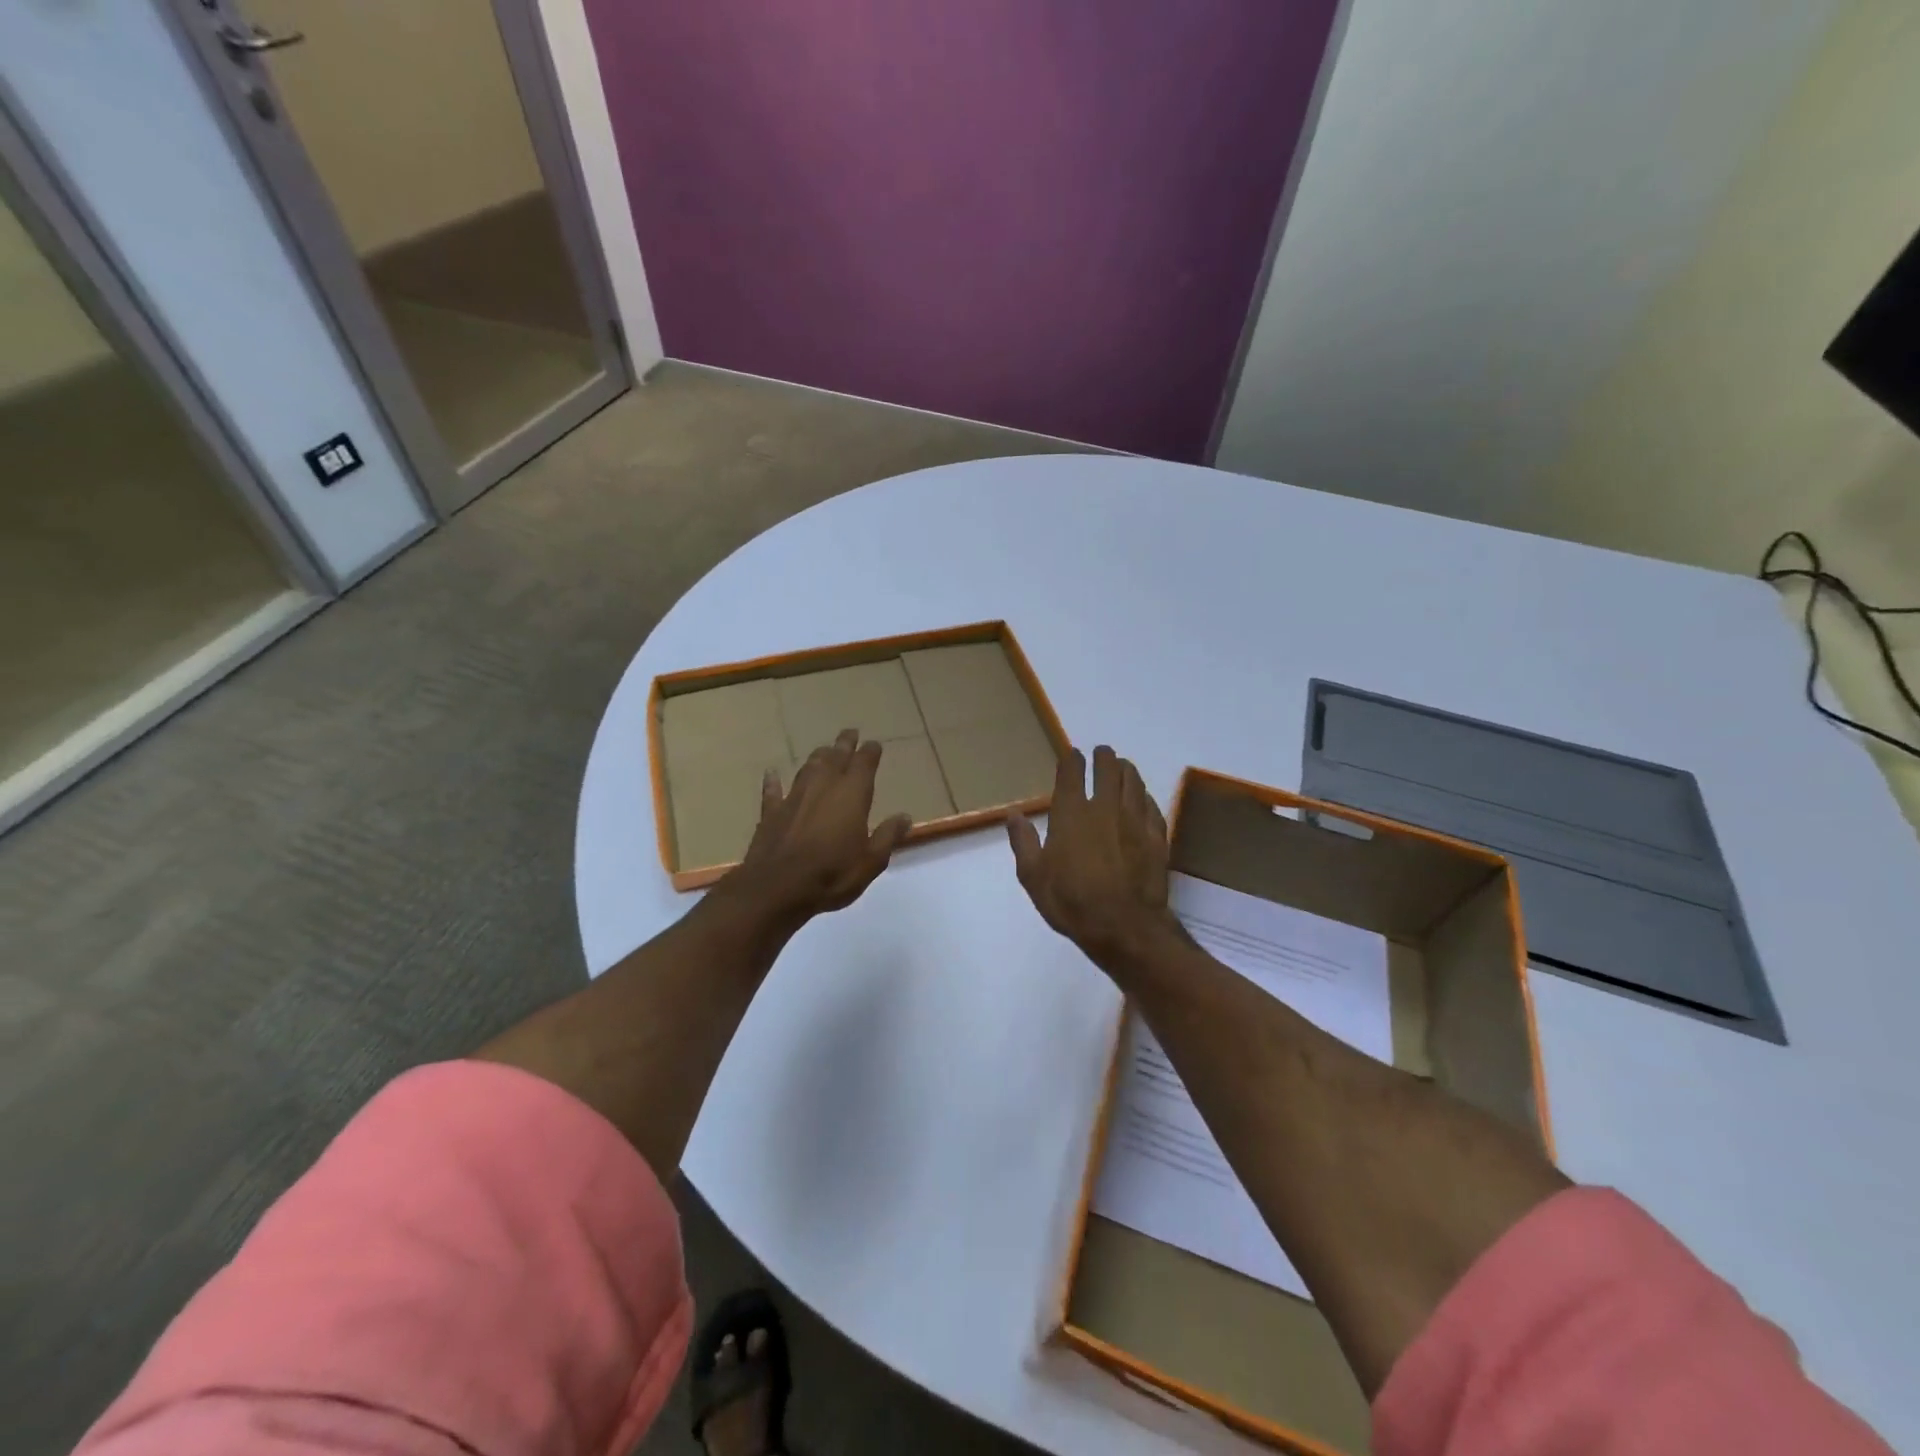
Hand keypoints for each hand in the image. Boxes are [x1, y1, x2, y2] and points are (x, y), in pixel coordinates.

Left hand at [725, 729, 911, 922]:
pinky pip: (773, 790)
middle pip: (836, 757)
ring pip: (808, 767)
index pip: (864, 764)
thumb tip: (904, 817)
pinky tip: (772, 774)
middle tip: (850, 732)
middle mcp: (823, 786)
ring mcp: (794, 796)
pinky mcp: (771, 812)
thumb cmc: (832, 874)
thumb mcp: (871, 861)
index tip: (874, 744)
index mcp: (852, 794)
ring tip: (824, 749)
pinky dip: (773, 781)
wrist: (777, 887)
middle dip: (844, 744)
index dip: (870, 752)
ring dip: (818, 757)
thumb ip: (888, 836)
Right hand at [1007, 745, 1180, 977]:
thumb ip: (1023, 842)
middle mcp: (1105, 807)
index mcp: (1071, 813)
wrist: (1124, 927)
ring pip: (1134, 781)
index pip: (1073, 772)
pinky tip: (1142, 799)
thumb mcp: (1033, 877)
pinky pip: (1151, 806)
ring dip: (1126, 770)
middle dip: (1103, 757)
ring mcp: (1135, 820)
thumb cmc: (1071, 902)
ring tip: (1122, 767)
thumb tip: (1013, 814)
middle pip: (1108, 768)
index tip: (1073, 755)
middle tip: (1101, 754)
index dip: (1072, 759)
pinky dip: (1144, 796)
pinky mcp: (1157, 837)